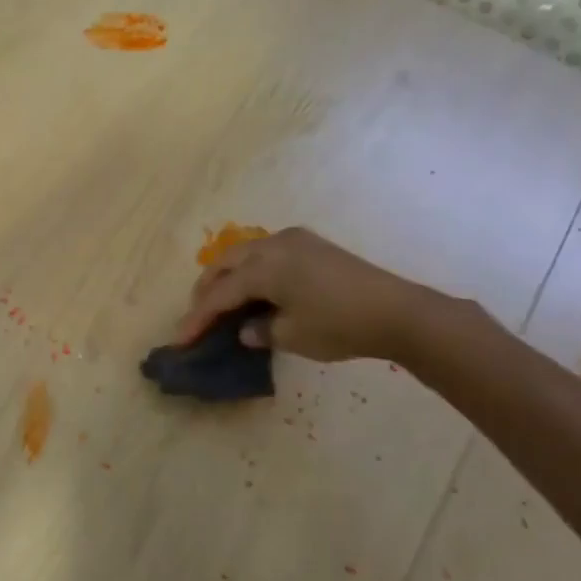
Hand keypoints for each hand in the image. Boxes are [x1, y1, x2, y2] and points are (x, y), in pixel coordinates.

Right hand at [174, 226, 435, 362]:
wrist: (398, 311)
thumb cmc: (340, 325)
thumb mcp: (293, 336)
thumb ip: (261, 331)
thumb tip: (247, 329)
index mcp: (263, 268)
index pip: (219, 294)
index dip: (198, 318)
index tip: (181, 339)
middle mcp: (272, 245)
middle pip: (225, 264)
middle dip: (207, 290)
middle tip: (198, 316)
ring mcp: (293, 240)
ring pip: (244, 254)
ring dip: (228, 277)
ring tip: (222, 303)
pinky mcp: (311, 244)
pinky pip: (266, 253)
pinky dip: (251, 270)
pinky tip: (255, 289)